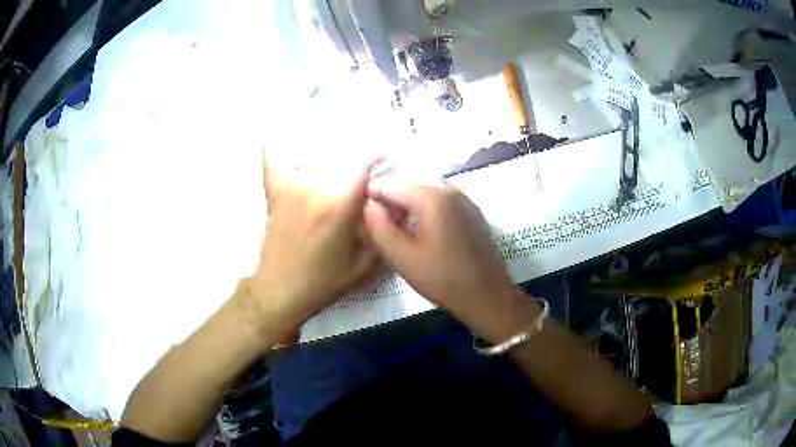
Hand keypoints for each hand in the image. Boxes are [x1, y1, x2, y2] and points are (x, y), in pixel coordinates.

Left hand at [247, 155, 380, 339]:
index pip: (361, 166)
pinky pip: (273, 166)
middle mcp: (315, 191)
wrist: (281, 292)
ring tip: (333, 155)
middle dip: (353, 163)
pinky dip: (274, 152)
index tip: (382, 154)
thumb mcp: (364, 265)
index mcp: (339, 207)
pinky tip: (274, 138)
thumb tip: (393, 208)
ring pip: (312, 161)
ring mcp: (291, 191)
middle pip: (339, 162)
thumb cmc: (323, 283)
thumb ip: (382, 234)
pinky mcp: (275, 196)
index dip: (374, 156)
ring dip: (326, 158)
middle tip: (360, 173)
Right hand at [364, 182, 523, 333]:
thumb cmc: (443, 278)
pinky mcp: (473, 214)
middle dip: (391, 199)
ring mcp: (465, 201)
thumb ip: (380, 228)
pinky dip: (426, 210)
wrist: (488, 296)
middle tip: (377, 222)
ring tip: (395, 228)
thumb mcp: (403, 257)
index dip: (372, 193)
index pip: (393, 184)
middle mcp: (451, 190)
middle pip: (411, 185)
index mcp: (433, 197)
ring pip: (427, 193)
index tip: (359, 209)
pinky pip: (443, 203)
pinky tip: (421, 231)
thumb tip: (367, 205)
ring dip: (408, 205)